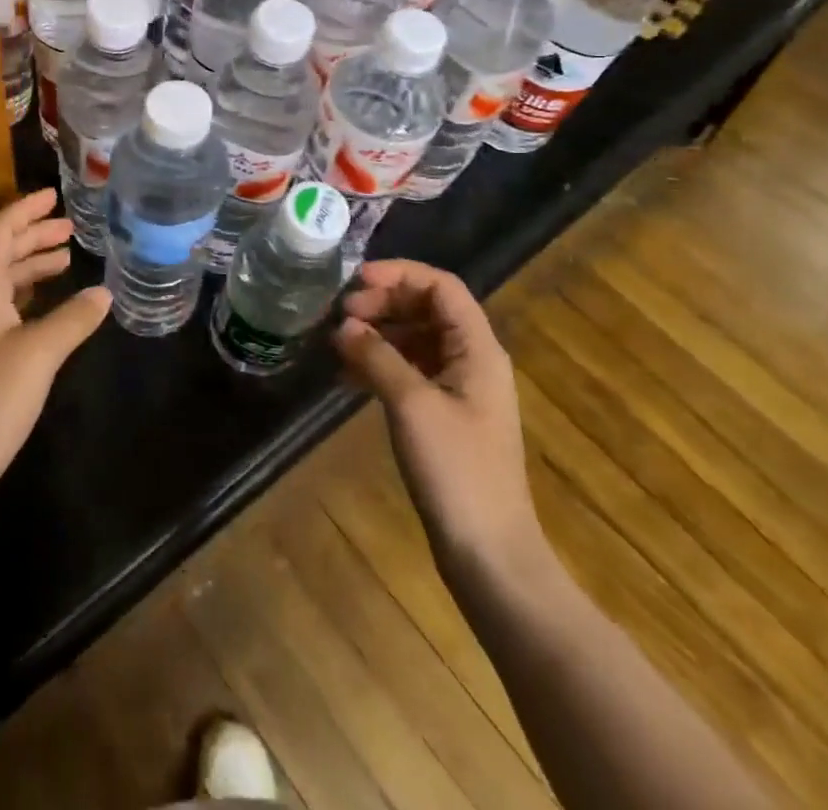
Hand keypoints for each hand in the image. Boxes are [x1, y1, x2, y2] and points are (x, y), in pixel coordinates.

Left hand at [0, 189, 110, 502]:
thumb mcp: (39, 354)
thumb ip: (73, 319)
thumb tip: (104, 292)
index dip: (24, 211)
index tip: (53, 195)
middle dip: (33, 237)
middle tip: (70, 227)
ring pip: (0, 283)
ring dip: (31, 266)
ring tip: (66, 260)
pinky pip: (1, 308)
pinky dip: (26, 296)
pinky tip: (46, 308)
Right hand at [334, 260, 543, 576]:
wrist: (489, 554)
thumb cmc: (457, 470)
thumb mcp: (412, 404)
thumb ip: (377, 356)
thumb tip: (343, 326)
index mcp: (477, 350)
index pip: (442, 287)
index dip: (399, 274)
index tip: (355, 283)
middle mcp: (472, 361)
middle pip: (427, 309)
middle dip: (383, 303)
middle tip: (341, 315)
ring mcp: (459, 391)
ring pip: (416, 340)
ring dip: (378, 333)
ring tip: (338, 343)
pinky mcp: (444, 417)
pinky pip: (410, 371)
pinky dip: (380, 364)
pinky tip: (347, 376)